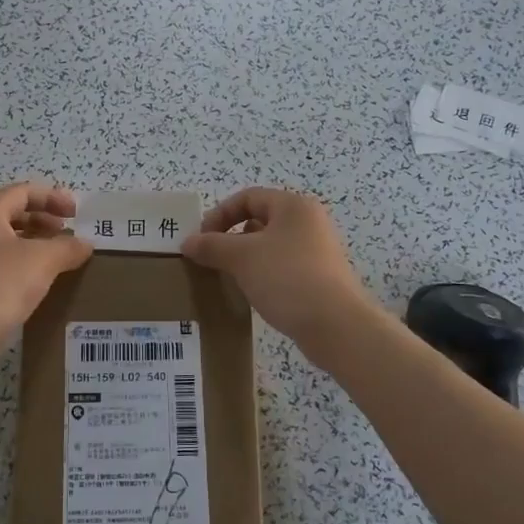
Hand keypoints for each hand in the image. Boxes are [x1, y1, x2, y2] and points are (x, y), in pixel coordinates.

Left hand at [0, 183, 92, 356]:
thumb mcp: (42, 260)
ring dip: (34, 244)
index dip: (52, 197)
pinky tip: (39, 283)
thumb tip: (85, 244)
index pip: (22, 192)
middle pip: (12, 214)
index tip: (76, 213)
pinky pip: (0, 265)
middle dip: (43, 220)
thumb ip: (67, 247)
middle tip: (67, 234)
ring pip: (6, 241)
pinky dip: (23, 265)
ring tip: (58, 259)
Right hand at [180, 188, 373, 344]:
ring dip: (246, 258)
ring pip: (270, 246)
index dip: (220, 214)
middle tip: (212, 258)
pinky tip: (252, 293)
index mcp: (293, 206)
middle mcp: (309, 222)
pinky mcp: (319, 278)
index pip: (248, 197)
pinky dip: (263, 274)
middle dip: (231, 237)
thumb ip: (211, 246)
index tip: (202, 239)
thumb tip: (187, 242)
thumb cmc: (287, 278)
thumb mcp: (242, 258)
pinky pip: (282, 267)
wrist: (335, 325)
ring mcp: (317, 251)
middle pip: (260, 220)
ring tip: (228, 277)